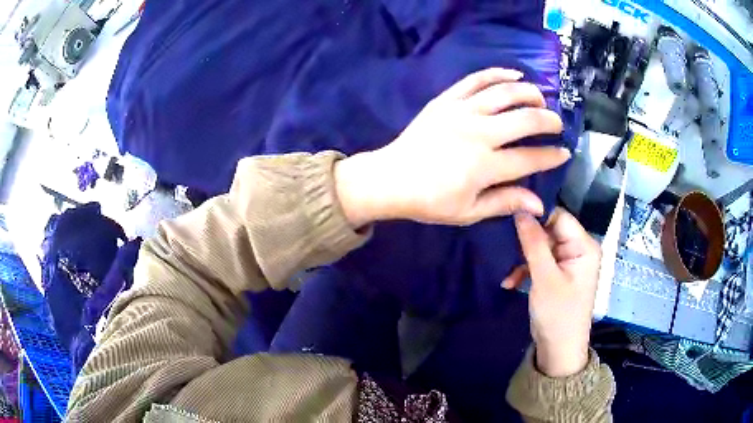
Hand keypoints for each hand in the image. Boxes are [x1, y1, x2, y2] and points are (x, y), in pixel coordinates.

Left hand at [335, 68, 569, 226]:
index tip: (564, 153)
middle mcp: (478, 133)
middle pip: (525, 119)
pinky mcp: (446, 100)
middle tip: (557, 124)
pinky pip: (476, 80)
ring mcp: (461, 111)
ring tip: (541, 98)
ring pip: (504, 93)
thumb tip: (539, 204)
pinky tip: (514, 74)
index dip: (552, 156)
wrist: (391, 178)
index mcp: (485, 165)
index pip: (530, 158)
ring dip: (529, 93)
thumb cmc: (430, 201)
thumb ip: (505, 202)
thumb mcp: (468, 212)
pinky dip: (497, 73)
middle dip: (548, 120)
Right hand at [503, 208, 601, 376]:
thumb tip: (520, 210)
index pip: (559, 217)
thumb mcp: (544, 278)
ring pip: (541, 246)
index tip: (510, 219)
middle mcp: (579, 249)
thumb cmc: (558, 314)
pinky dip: (525, 269)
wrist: (558, 350)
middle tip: (505, 249)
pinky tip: (510, 282)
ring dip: (523, 258)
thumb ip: (533, 243)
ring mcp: (568, 262)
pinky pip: (540, 261)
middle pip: (549, 230)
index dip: (536, 216)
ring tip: (507, 273)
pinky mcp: (558, 273)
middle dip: (527, 241)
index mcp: (584, 246)